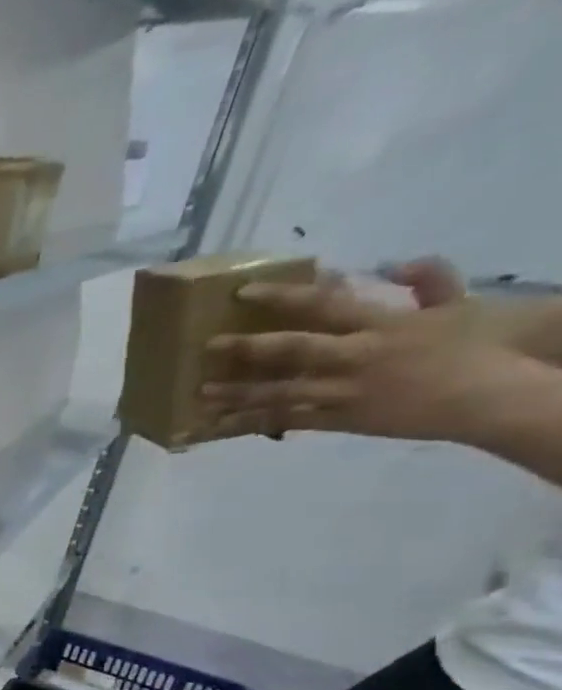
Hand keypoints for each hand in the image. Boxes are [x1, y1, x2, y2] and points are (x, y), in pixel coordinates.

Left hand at [201, 270, 547, 445]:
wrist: (488, 399)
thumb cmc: (472, 350)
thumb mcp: (458, 307)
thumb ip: (430, 281)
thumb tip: (397, 263)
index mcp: (382, 325)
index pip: (324, 304)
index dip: (281, 296)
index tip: (243, 291)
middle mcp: (356, 357)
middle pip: (293, 350)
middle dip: (248, 347)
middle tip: (208, 345)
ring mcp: (344, 392)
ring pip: (280, 392)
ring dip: (237, 394)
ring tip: (200, 393)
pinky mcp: (339, 420)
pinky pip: (287, 421)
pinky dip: (253, 423)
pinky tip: (222, 426)